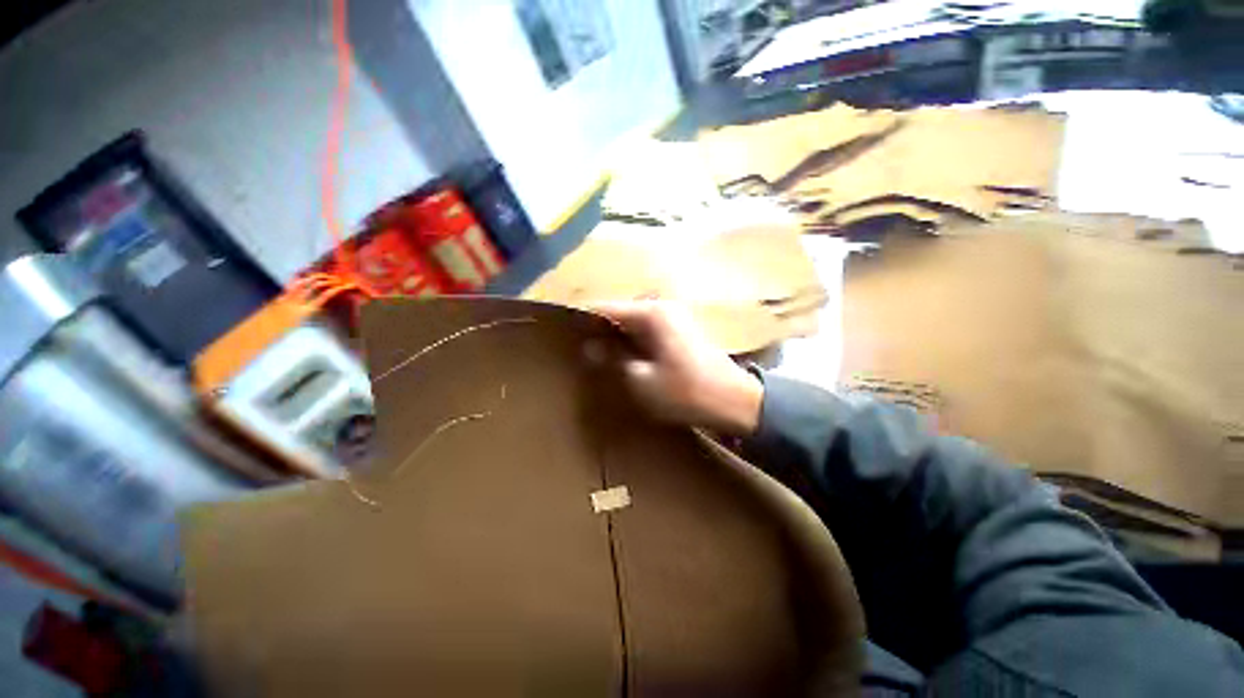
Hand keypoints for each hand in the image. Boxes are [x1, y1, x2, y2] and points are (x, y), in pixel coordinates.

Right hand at [589, 302, 763, 436]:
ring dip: (615, 336)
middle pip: (619, 313)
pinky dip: (631, 341)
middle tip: (577, 347)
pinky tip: (621, 356)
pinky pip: (646, 331)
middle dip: (598, 329)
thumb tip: (590, 347)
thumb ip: (613, 359)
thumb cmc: (686, 391)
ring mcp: (673, 318)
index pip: (605, 308)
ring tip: (594, 353)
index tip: (562, 332)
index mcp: (651, 313)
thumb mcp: (641, 379)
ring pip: (632, 323)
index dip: (582, 319)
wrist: (734, 401)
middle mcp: (661, 307)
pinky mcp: (679, 331)